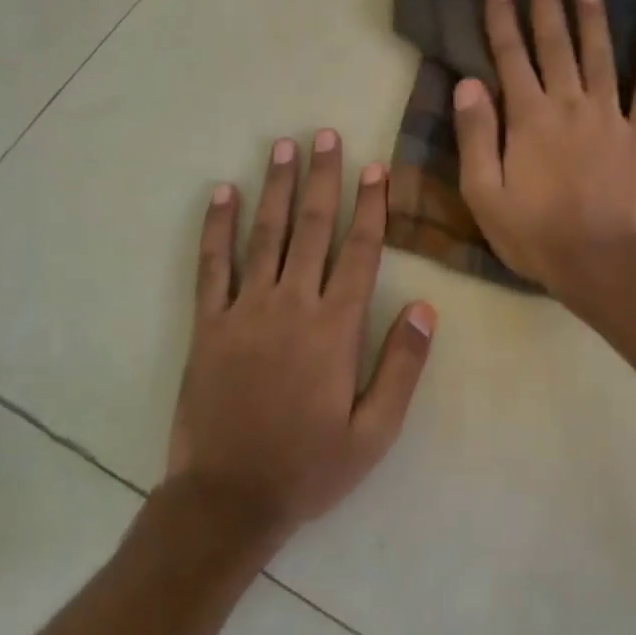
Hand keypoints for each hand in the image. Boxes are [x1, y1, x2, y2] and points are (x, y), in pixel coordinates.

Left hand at [165, 131, 435, 545]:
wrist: (228, 499)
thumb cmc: (309, 466)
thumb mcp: (375, 431)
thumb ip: (402, 366)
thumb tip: (426, 307)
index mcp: (336, 328)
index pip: (360, 252)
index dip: (371, 206)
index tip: (375, 169)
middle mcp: (292, 305)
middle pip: (311, 228)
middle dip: (322, 178)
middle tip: (325, 135)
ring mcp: (245, 311)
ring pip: (264, 235)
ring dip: (276, 187)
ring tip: (283, 146)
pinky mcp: (208, 324)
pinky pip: (212, 265)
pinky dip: (217, 227)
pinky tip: (222, 193)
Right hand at [452, 0, 635, 299]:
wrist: (599, 262)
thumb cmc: (534, 233)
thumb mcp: (483, 193)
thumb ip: (475, 135)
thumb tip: (467, 83)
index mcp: (528, 117)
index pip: (511, 56)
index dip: (502, 19)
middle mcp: (569, 104)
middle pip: (556, 44)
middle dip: (547, 3)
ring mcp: (611, 116)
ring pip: (601, 56)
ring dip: (594, 18)